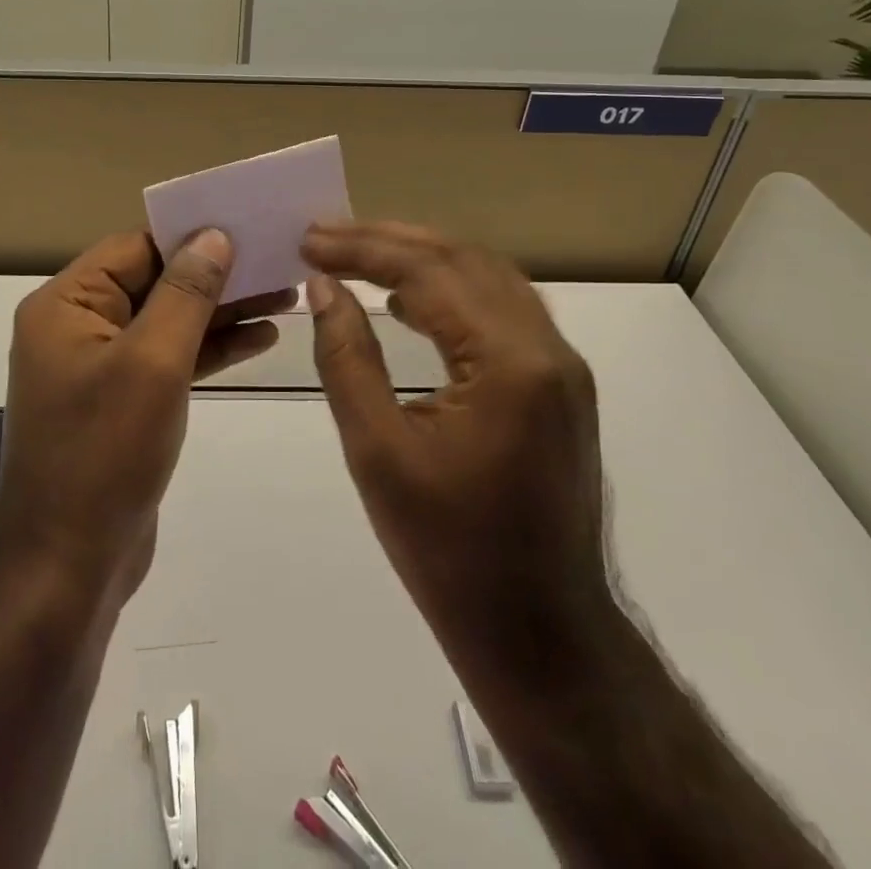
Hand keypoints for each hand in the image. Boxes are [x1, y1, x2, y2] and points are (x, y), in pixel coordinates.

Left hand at [0, 229, 290, 604]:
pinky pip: (169, 360)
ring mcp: (100, 368)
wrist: (68, 568)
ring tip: (285, 295)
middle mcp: (78, 327)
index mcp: (67, 305)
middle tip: (279, 261)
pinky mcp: (123, 403)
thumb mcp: (152, 362)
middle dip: (215, 274)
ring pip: (168, 321)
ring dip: (221, 311)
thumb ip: (186, 293)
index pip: (135, 248)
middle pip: (154, 282)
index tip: (247, 224)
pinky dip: (210, 349)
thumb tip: (213, 234)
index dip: (190, 235)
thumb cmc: (105, 453)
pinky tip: (261, 339)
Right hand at [301, 222, 611, 658]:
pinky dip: (450, 290)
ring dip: (422, 258)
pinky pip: (501, 310)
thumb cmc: (450, 553)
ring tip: (358, 253)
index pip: (430, 273)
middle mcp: (548, 349)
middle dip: (389, 240)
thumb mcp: (378, 453)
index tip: (308, 240)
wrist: (541, 636)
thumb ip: (347, 358)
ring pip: (487, 278)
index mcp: (511, 364)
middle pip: (464, 261)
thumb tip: (323, 288)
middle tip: (325, 235)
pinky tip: (408, 301)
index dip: (363, 249)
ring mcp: (561, 367)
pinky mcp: (558, 386)